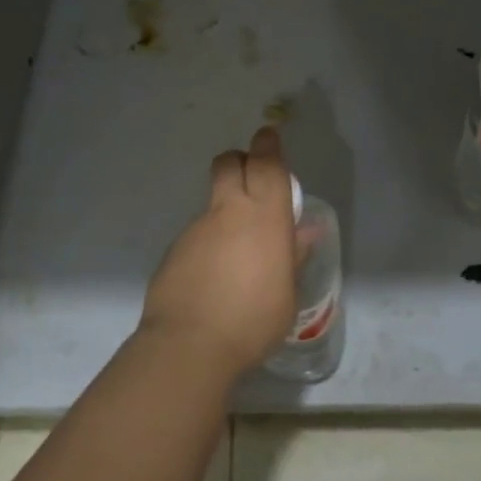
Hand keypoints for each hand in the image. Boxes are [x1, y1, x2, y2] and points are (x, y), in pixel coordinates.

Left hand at [139, 126, 298, 380]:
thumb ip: (293, 255)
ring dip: (226, 211)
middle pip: (229, 163)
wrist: (189, 345)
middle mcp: (228, 212)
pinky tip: (215, 278)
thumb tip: (305, 230)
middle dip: (240, 160)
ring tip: (237, 252)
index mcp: (264, 216)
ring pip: (212, 202)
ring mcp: (196, 229)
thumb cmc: (253, 319)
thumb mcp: (287, 293)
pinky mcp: (175, 250)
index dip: (269, 145)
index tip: (269, 136)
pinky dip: (209, 243)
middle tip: (251, 178)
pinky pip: (197, 234)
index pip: (267, 164)